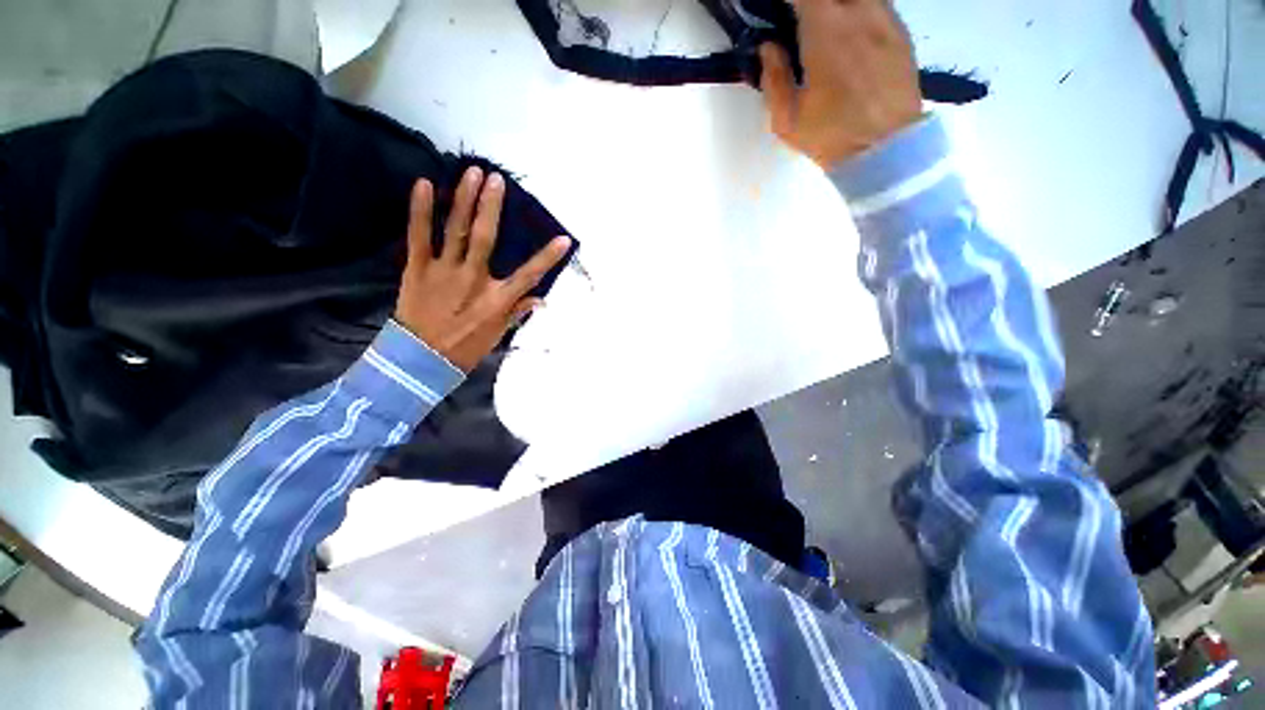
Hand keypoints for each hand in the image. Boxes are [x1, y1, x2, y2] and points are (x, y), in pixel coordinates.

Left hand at [394, 167, 570, 372]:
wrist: (421, 360)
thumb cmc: (466, 348)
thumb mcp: (498, 334)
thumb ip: (518, 312)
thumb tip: (542, 299)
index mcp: (496, 299)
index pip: (528, 276)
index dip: (547, 257)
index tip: (563, 239)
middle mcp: (473, 280)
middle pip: (486, 238)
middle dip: (492, 207)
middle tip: (496, 179)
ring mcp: (444, 271)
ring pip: (457, 230)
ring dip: (464, 200)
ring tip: (471, 173)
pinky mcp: (418, 268)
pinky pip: (419, 235)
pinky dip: (421, 211)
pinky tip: (424, 185)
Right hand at [760, 0, 923, 167]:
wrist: (886, 149)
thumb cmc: (831, 138)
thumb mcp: (787, 122)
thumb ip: (773, 80)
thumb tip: (768, 47)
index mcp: (826, 33)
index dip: (789, 0)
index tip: (780, 11)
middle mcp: (859, 13)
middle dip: (811, 2)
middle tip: (799, 19)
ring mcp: (885, 18)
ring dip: (837, 6)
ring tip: (825, 26)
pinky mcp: (901, 30)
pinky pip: (877, 4)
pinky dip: (858, 10)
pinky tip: (850, 31)